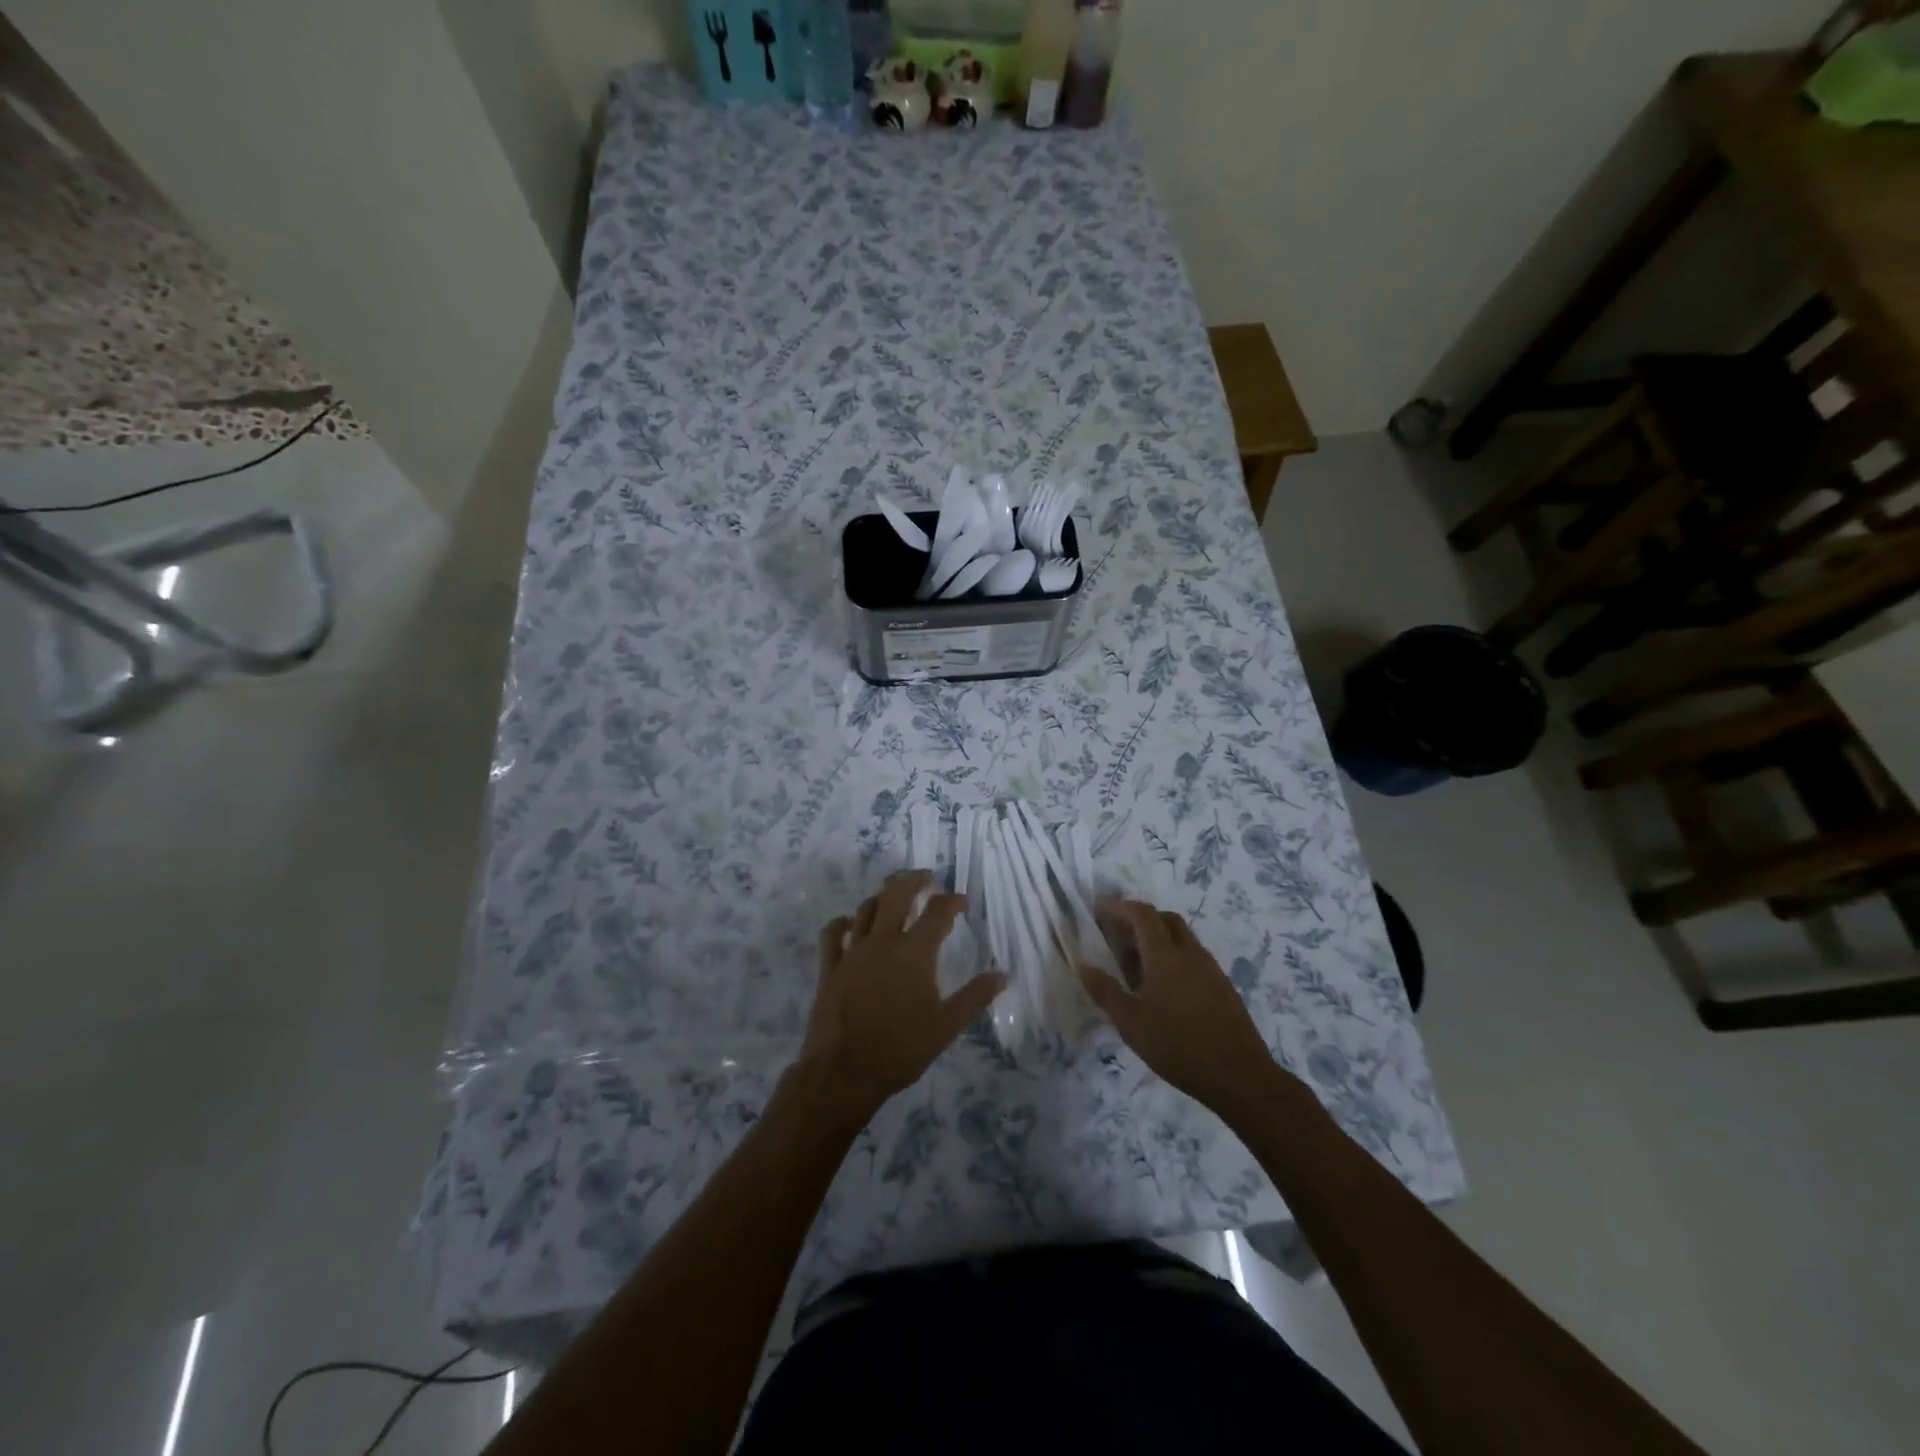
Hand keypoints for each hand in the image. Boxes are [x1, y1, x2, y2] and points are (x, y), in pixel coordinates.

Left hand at [799, 871, 1005, 1122]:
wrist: (844, 1072)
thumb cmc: (901, 1050)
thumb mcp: (946, 1026)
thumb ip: (975, 997)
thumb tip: (1003, 974)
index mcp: (914, 953)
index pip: (937, 913)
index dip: (952, 901)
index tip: (962, 902)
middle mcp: (883, 942)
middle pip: (896, 894)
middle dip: (913, 880)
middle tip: (926, 877)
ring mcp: (852, 952)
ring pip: (866, 908)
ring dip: (882, 896)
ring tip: (892, 894)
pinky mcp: (829, 967)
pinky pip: (832, 933)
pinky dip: (841, 922)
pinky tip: (849, 923)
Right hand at [1080, 899, 1281, 1117]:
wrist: (1240, 1076)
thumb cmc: (1178, 1046)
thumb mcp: (1131, 1023)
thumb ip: (1105, 991)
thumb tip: (1082, 965)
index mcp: (1165, 955)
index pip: (1141, 914)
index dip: (1118, 907)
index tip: (1098, 910)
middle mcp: (1190, 953)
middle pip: (1164, 918)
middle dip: (1137, 919)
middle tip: (1115, 936)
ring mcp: (1210, 968)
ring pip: (1180, 937)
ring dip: (1156, 938)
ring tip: (1134, 965)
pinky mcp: (1222, 985)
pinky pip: (1192, 956)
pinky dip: (1172, 956)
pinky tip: (1162, 987)